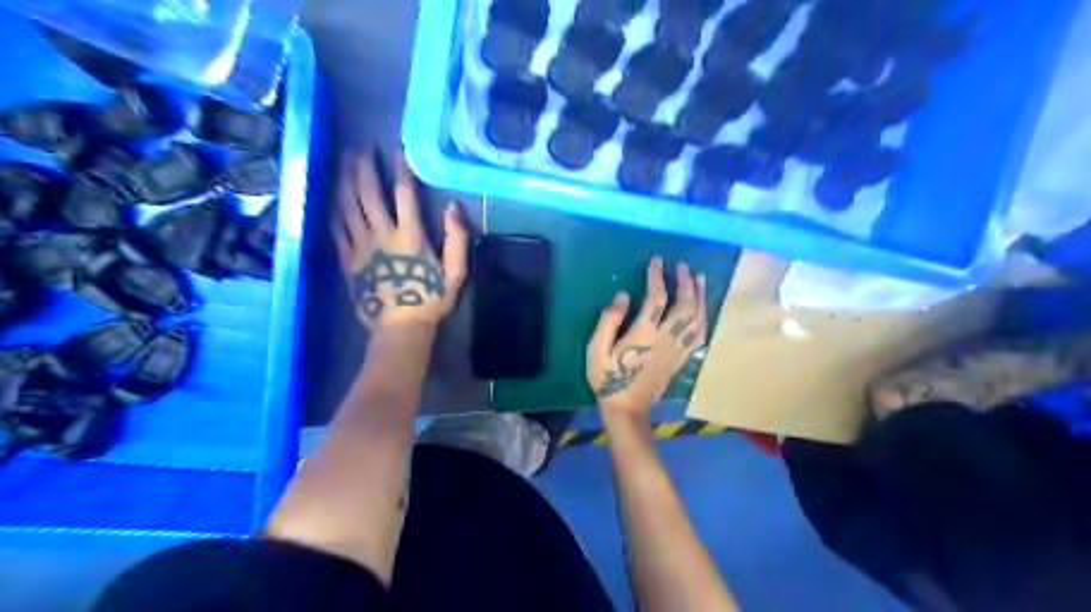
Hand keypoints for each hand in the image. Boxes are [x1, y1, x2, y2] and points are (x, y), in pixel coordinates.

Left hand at [332, 151, 469, 331]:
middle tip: (362, 147)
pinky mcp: (347, 260)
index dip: (401, 170)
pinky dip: (333, 209)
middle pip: (368, 193)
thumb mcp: (455, 273)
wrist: (400, 328)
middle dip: (364, 167)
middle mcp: (381, 235)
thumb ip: (457, 239)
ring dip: (345, 181)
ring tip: (344, 161)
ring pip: (347, 206)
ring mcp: (360, 247)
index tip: (397, 150)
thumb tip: (453, 207)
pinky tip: (332, 196)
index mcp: (410, 237)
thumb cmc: (431, 299)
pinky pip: (336, 229)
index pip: (404, 195)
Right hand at [583, 255, 713, 418]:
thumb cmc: (607, 377)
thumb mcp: (596, 349)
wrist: (627, 407)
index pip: (656, 299)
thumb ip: (609, 320)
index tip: (657, 260)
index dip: (657, 277)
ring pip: (697, 319)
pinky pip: (700, 336)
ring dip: (700, 297)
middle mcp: (666, 339)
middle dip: (686, 283)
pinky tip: (703, 308)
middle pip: (685, 306)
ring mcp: (677, 350)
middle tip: (683, 266)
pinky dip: (704, 318)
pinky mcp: (682, 359)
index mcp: (644, 335)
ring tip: (699, 279)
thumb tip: (622, 296)